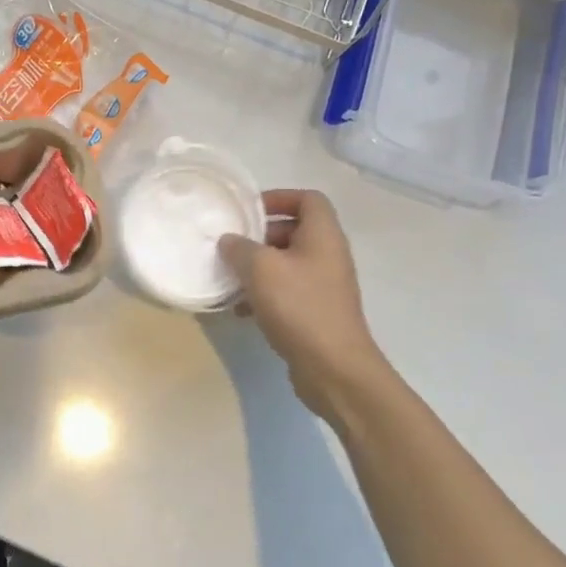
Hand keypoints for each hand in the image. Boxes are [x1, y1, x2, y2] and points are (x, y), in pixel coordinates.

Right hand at [218, 190, 387, 413]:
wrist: (335, 369)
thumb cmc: (300, 307)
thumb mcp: (260, 269)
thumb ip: (240, 247)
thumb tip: (230, 240)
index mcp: (323, 235)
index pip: (308, 199)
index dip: (279, 197)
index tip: (249, 211)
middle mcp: (328, 255)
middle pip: (295, 230)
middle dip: (261, 236)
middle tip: (234, 246)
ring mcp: (325, 286)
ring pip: (287, 263)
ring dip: (258, 267)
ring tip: (231, 279)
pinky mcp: (317, 312)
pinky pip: (288, 291)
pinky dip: (264, 293)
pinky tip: (241, 310)